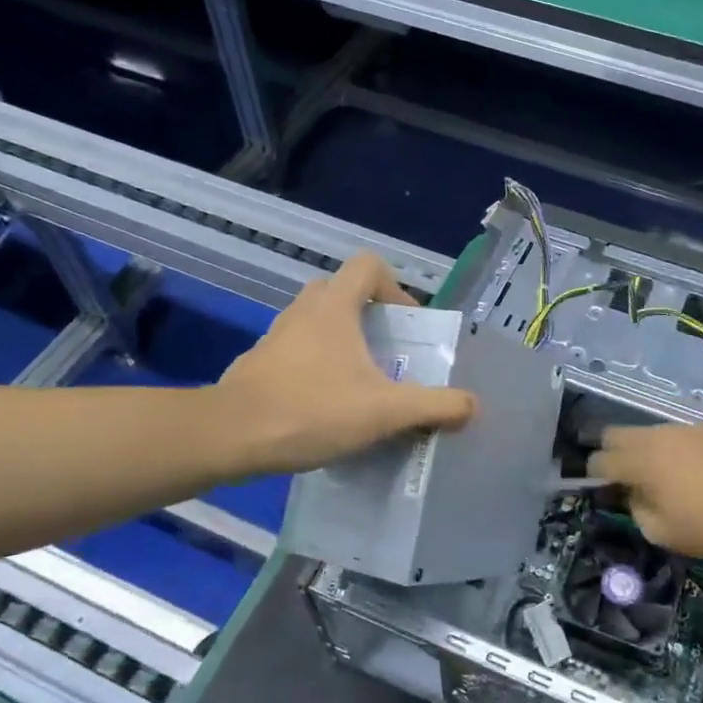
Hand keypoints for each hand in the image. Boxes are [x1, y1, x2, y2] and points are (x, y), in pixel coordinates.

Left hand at [217, 252, 475, 474]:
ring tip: (363, 385)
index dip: (395, 287)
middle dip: (370, 317)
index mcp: (334, 306)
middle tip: (388, 353)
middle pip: (342, 292)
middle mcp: (303, 311)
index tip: (405, 325)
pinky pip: (297, 352)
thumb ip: (434, 406)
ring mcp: (276, 337)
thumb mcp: (385, 411)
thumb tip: (471, 406)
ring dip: (343, 344)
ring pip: (317, 324)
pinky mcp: (258, 364)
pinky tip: (327, 407)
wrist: (230, 436)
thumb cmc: (311, 410)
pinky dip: (317, 367)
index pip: (368, 266)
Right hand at [587, 423, 702, 560]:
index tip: (601, 486)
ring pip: (649, 432)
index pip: (601, 459)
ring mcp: (685, 430)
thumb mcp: (658, 530)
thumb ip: (636, 506)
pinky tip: (690, 470)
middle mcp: (657, 437)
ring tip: (661, 474)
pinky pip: (678, 435)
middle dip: (613, 451)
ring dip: (645, 449)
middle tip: (624, 475)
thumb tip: (633, 492)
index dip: (595, 473)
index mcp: (640, 461)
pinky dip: (673, 449)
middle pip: (617, 433)